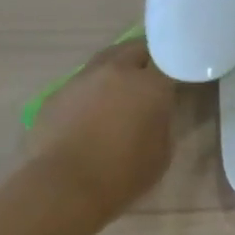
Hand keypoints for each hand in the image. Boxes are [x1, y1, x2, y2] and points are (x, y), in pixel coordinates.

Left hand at [26, 39, 176, 220]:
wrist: (65, 186)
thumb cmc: (124, 174)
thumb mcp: (162, 152)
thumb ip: (162, 121)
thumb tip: (156, 110)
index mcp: (149, 85)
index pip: (169, 59)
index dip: (175, 66)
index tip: (178, 78)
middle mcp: (116, 71)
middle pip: (135, 48)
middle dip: (146, 59)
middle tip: (151, 78)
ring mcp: (82, 79)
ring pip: (106, 60)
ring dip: (117, 70)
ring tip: (119, 92)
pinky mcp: (57, 93)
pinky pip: (82, 82)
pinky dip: (92, 90)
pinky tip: (92, 112)